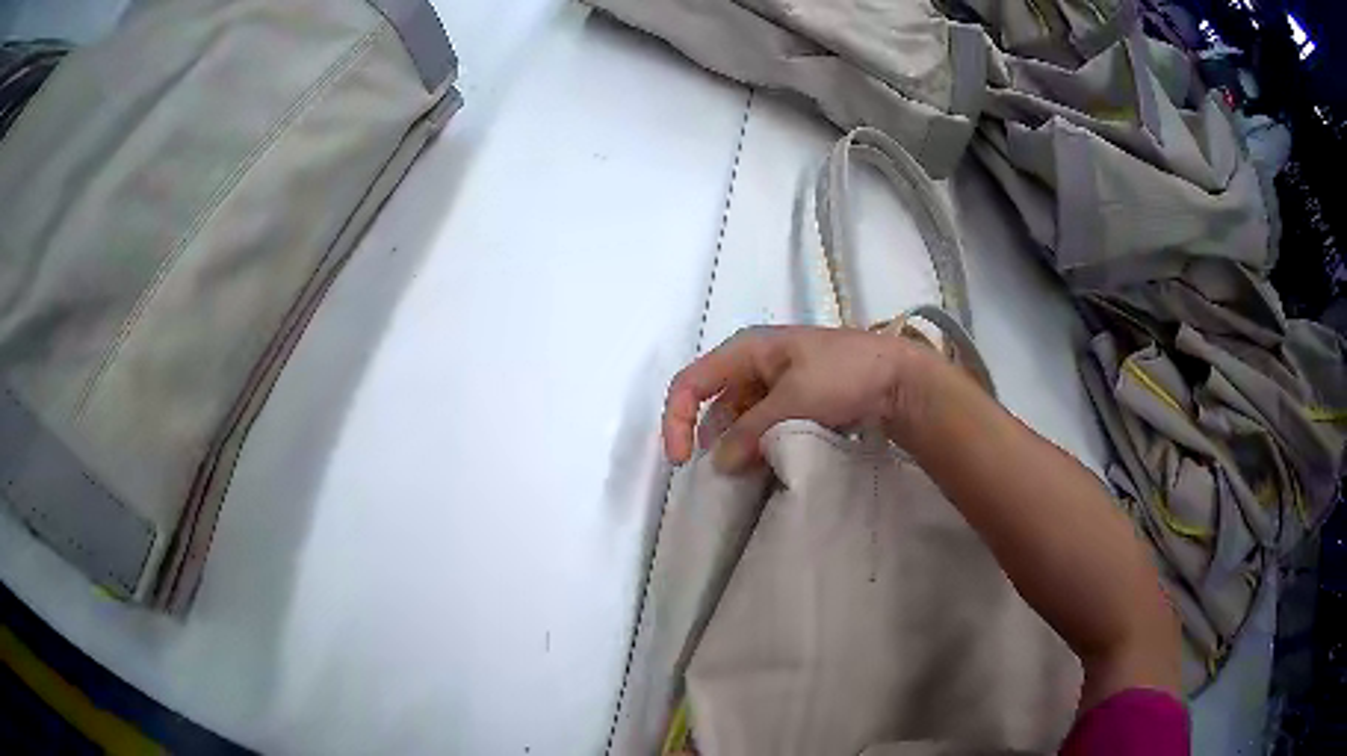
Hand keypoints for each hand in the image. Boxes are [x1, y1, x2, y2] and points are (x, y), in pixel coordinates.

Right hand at [662, 326, 955, 471]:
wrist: (899, 378)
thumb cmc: (843, 374)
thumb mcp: (792, 400)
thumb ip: (750, 431)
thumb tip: (719, 464)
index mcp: (746, 349)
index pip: (691, 382)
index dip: (677, 420)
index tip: (682, 460)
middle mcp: (754, 363)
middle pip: (713, 403)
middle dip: (713, 439)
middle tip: (728, 473)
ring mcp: (776, 382)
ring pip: (739, 418)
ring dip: (739, 445)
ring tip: (752, 471)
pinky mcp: (795, 400)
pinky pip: (763, 424)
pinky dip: (760, 444)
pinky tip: (771, 463)